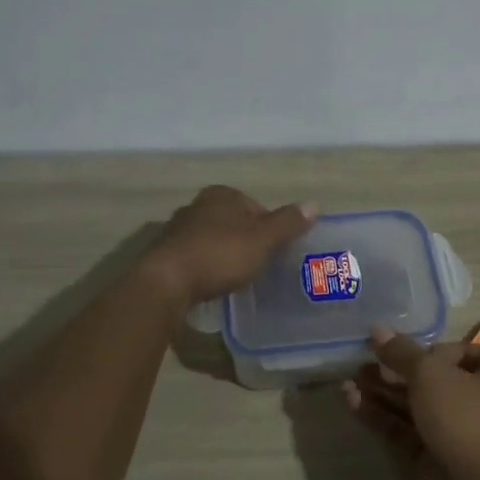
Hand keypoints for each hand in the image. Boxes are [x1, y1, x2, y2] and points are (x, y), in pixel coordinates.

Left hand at [144, 186, 315, 305]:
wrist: (166, 283)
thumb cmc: (219, 255)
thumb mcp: (262, 240)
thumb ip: (287, 223)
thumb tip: (314, 204)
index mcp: (221, 195)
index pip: (255, 206)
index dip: (269, 228)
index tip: (275, 251)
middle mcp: (197, 206)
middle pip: (232, 222)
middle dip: (245, 240)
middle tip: (259, 265)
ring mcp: (177, 230)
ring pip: (212, 239)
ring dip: (224, 254)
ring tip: (236, 278)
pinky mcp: (165, 255)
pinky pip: (195, 258)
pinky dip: (206, 268)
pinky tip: (212, 285)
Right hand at [343, 326, 479, 479]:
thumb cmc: (466, 418)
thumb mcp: (431, 374)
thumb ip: (401, 352)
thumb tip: (377, 329)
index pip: (463, 352)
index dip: (434, 349)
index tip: (408, 351)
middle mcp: (476, 402)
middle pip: (431, 380)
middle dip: (396, 370)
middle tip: (362, 361)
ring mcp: (454, 433)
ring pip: (413, 407)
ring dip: (382, 392)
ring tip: (348, 379)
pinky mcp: (432, 459)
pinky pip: (403, 431)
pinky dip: (379, 416)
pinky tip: (351, 402)